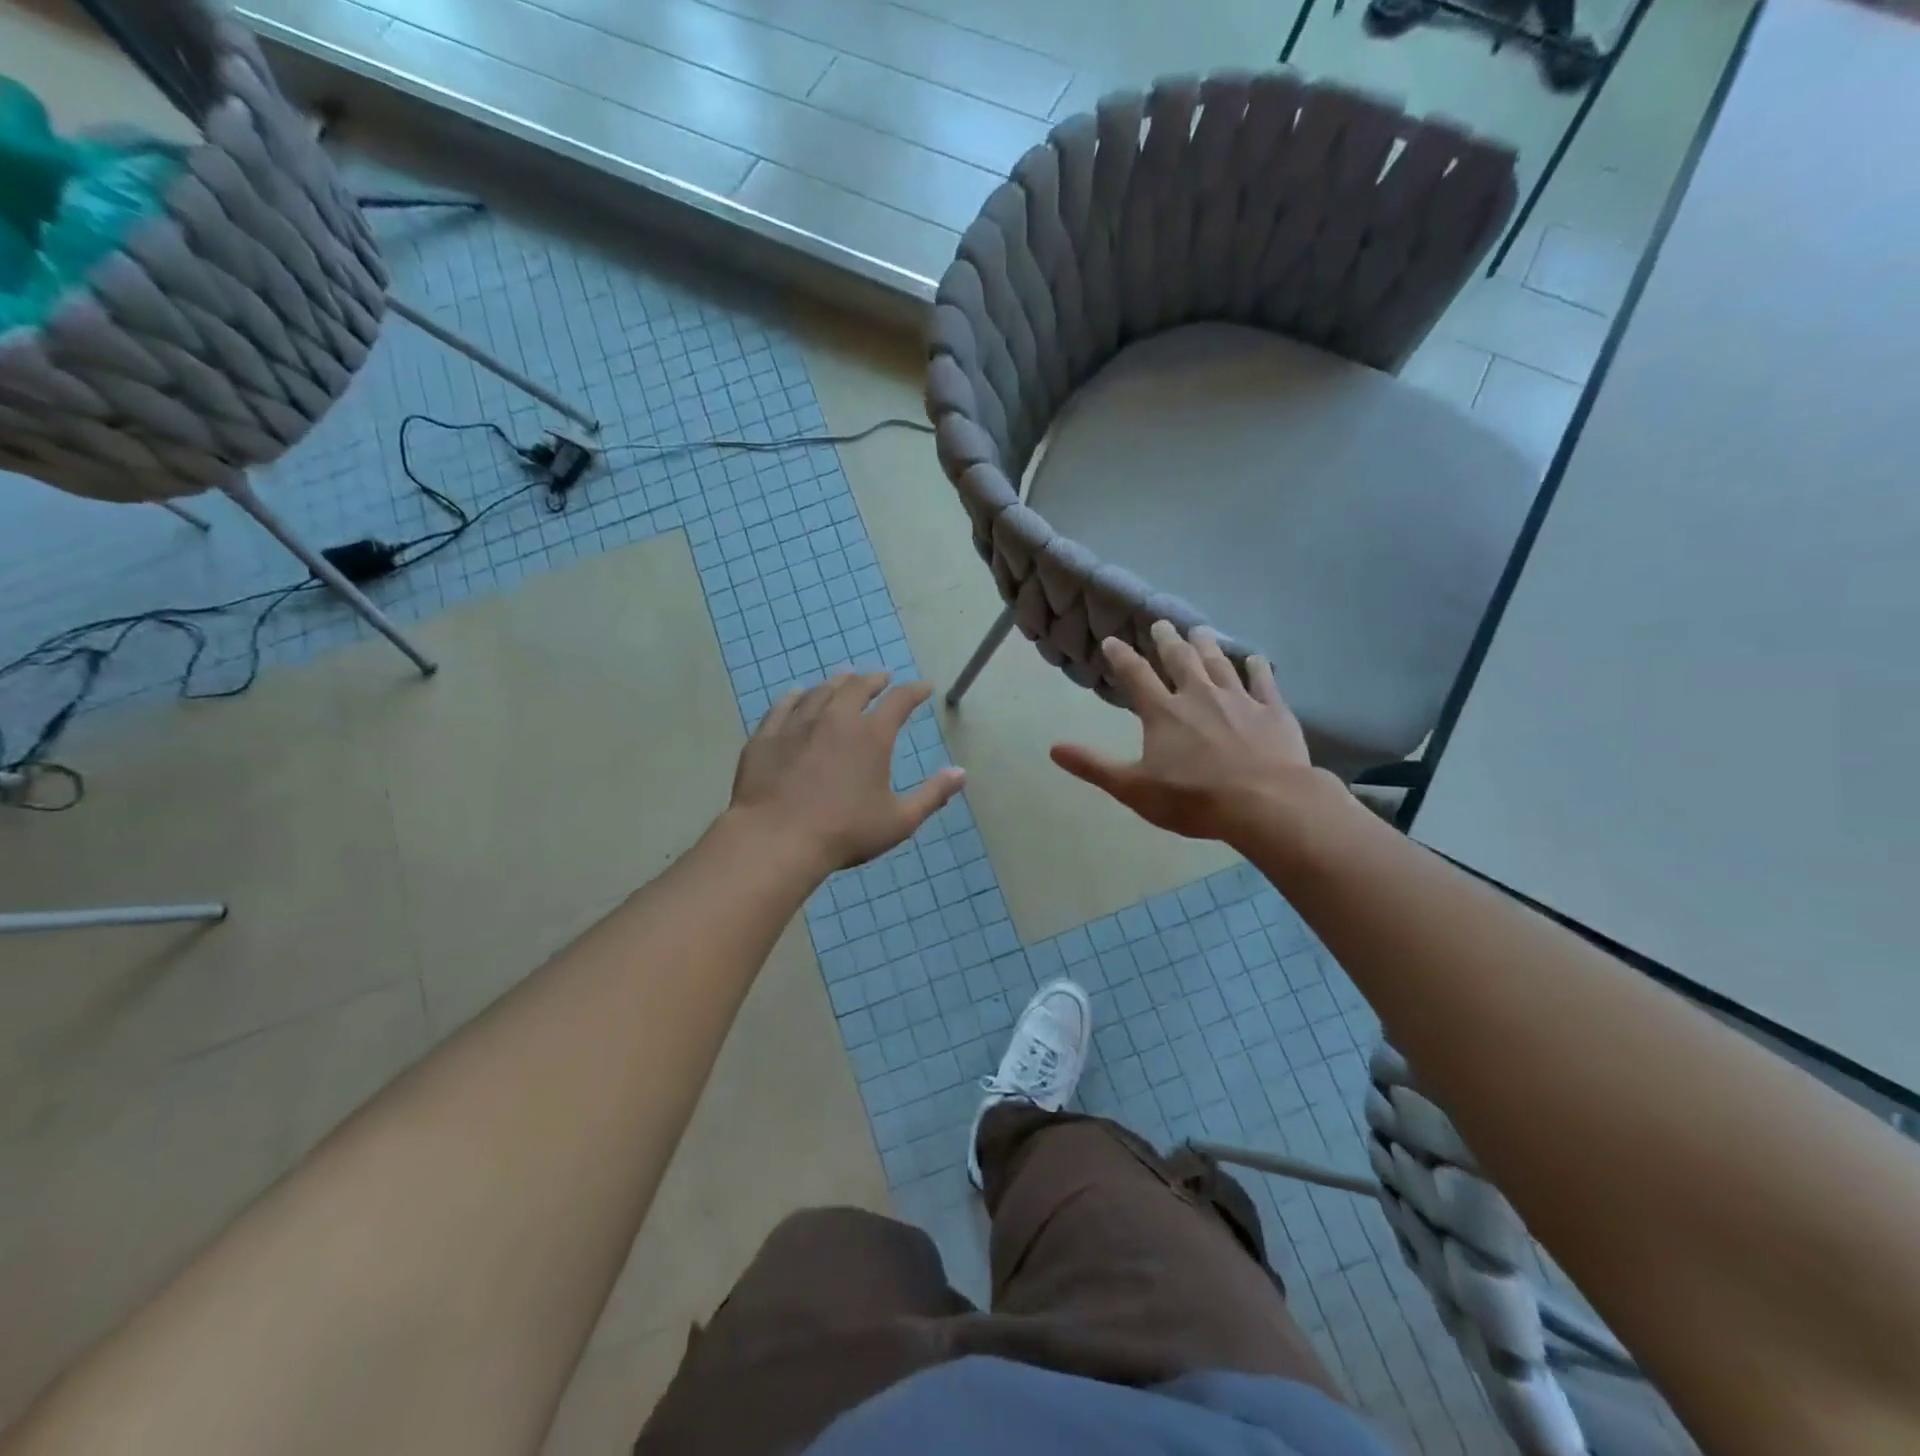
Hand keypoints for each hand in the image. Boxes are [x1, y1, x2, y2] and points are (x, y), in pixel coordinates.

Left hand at [731, 672, 966, 871]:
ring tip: (844, 679)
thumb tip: (960, 773)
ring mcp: (797, 724)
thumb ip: (932, 794)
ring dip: (837, 682)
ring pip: (820, 691)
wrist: (776, 839)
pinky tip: (798, 695)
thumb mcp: (899, 820)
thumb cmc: (845, 832)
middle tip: (881, 678)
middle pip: (857, 686)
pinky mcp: (767, 736)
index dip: (914, 691)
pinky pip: (783, 705)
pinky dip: (796, 696)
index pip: (899, 701)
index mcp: (871, 736)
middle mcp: (836, 719)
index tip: (923, 688)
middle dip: (873, 679)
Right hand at [1051, 621, 1333, 842]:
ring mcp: (1238, 699)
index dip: (1121, 656)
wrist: (1264, 802)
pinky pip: (1262, 681)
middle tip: (1161, 623)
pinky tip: (1253, 658)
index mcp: (1163, 712)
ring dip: (1207, 645)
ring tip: (1200, 630)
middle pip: (1180, 659)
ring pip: (1219, 663)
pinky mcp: (1272, 710)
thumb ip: (1094, 766)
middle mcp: (1198, 695)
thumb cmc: (1194, 798)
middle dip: (1167, 640)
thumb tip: (1053, 749)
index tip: (1112, 641)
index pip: (1136, 675)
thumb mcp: (1134, 788)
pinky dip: (1256, 667)